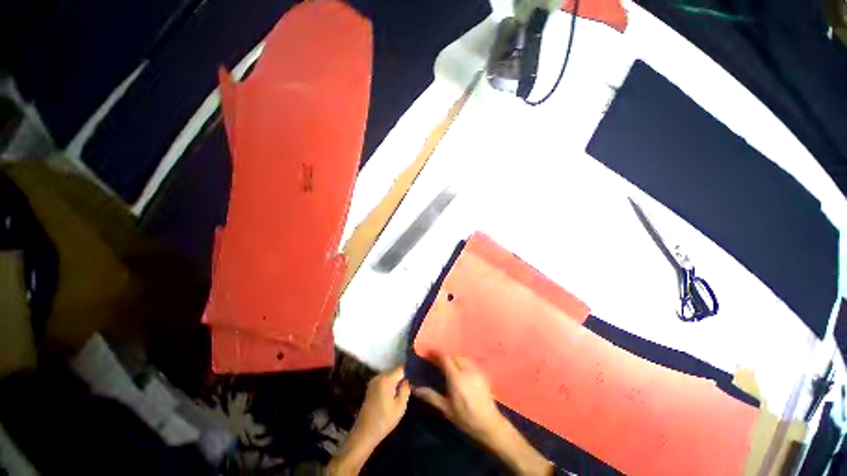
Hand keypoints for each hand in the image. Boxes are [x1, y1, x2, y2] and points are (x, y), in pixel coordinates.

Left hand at [329, 366, 409, 474]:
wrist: (364, 433)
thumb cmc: (384, 420)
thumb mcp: (400, 406)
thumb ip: (405, 389)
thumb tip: (408, 379)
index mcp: (386, 379)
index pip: (401, 368)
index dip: (409, 372)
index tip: (414, 379)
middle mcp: (379, 376)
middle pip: (394, 371)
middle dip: (402, 378)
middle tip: (409, 388)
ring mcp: (373, 382)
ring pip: (389, 376)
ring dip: (395, 382)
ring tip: (401, 392)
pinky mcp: (370, 388)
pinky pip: (383, 381)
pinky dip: (389, 386)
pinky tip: (392, 396)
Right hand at [415, 355, 552, 475]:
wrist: (489, 424)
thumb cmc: (465, 418)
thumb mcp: (446, 409)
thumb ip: (431, 396)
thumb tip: (416, 389)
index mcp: (456, 378)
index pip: (445, 358)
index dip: (437, 353)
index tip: (430, 352)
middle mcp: (466, 370)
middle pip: (454, 356)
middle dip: (446, 356)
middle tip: (438, 361)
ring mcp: (476, 371)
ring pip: (462, 358)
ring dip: (454, 358)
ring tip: (448, 365)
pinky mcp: (482, 373)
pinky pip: (469, 362)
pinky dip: (462, 362)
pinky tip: (460, 370)